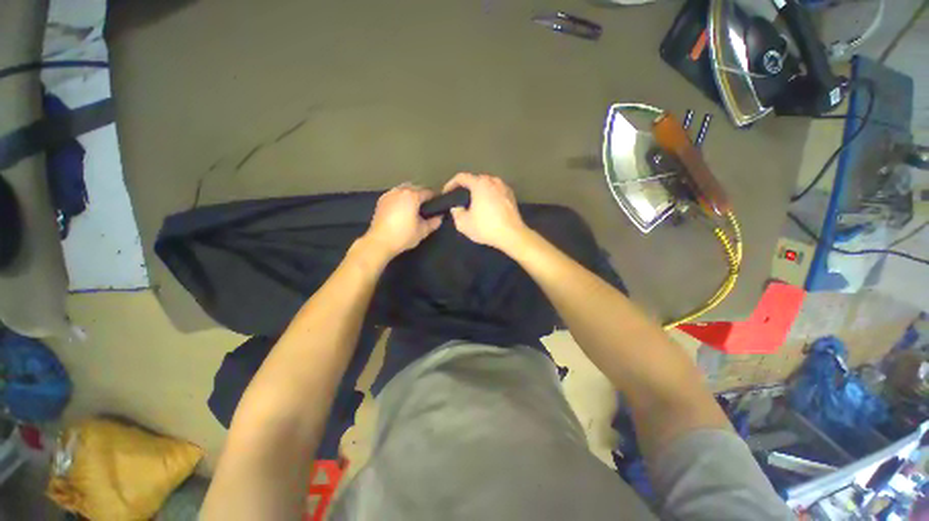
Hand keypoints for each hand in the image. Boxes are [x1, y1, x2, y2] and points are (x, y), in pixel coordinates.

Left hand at [360, 184, 441, 261]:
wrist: (380, 242)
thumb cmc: (403, 236)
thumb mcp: (422, 231)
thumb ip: (433, 222)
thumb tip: (439, 217)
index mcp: (412, 196)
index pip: (428, 192)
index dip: (435, 198)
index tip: (438, 205)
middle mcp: (400, 191)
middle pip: (416, 187)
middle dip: (423, 194)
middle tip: (427, 206)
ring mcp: (389, 194)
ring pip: (404, 189)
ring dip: (411, 194)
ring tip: (414, 206)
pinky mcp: (381, 200)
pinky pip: (395, 194)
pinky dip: (401, 197)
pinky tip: (402, 208)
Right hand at [442, 173, 528, 251]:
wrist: (512, 235)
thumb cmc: (486, 227)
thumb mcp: (463, 223)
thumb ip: (456, 212)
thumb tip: (457, 207)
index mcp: (480, 184)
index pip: (461, 177)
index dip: (451, 184)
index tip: (447, 193)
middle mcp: (493, 181)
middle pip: (475, 179)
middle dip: (466, 188)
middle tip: (459, 199)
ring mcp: (504, 187)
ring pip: (487, 185)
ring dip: (478, 191)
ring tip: (473, 203)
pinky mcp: (511, 196)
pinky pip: (496, 191)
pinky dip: (489, 196)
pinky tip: (487, 207)